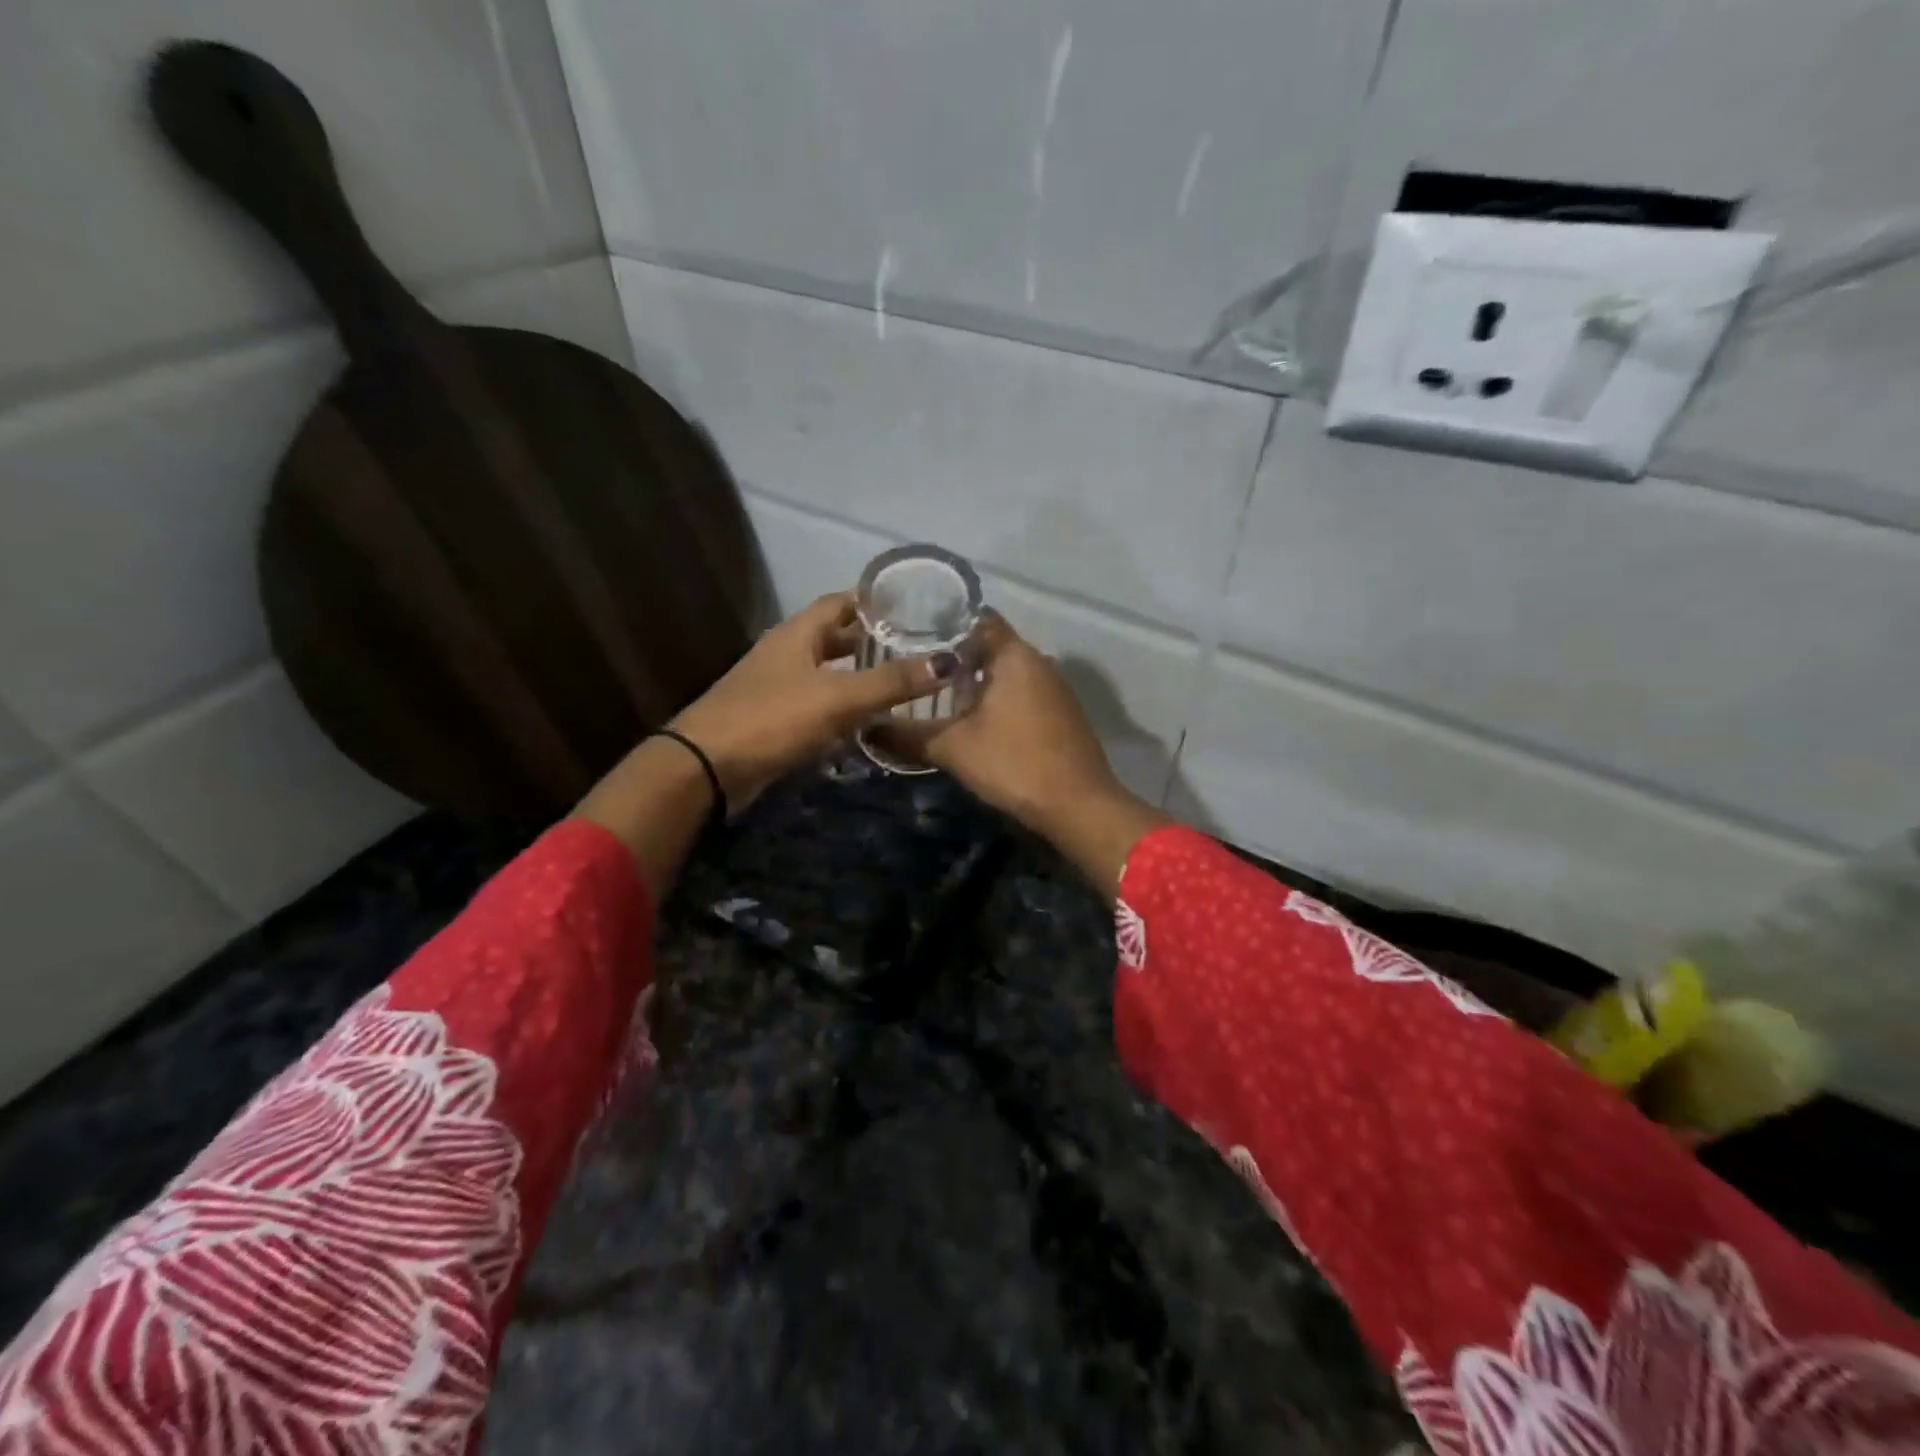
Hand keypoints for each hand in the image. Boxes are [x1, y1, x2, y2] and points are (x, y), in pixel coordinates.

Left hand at [670, 591, 957, 809]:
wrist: (707, 767)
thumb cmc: (773, 719)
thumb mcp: (838, 697)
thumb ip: (891, 681)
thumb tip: (947, 662)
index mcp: (798, 633)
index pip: (842, 603)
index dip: (875, 603)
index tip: (915, 609)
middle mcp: (787, 652)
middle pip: (835, 637)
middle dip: (873, 642)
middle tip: (917, 650)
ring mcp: (777, 686)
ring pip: (827, 673)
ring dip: (859, 677)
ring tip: (901, 684)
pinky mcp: (775, 719)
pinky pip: (817, 704)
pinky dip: (843, 707)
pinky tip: (868, 722)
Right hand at [874, 613, 1167, 895]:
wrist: (1078, 805)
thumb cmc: (1013, 763)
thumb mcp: (952, 748)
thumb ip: (907, 736)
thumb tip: (865, 730)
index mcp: (1013, 654)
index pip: (975, 618)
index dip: (941, 621)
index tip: (908, 631)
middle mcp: (1037, 660)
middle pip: (989, 644)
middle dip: (953, 653)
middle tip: (912, 664)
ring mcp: (1053, 687)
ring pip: (1005, 670)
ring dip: (975, 678)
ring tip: (934, 691)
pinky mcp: (1060, 712)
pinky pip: (1020, 691)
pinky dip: (995, 696)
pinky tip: (973, 718)